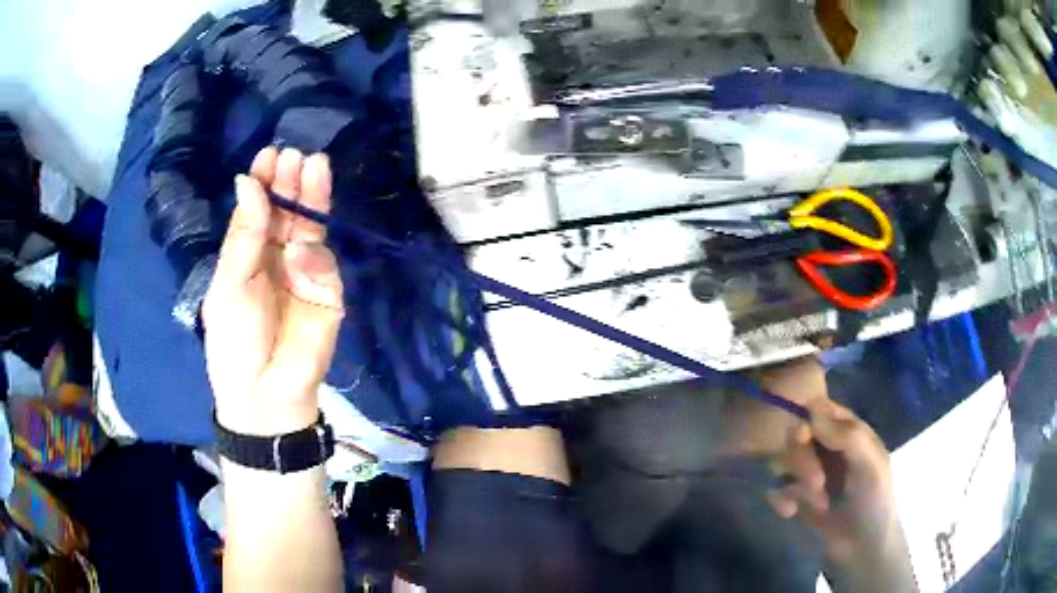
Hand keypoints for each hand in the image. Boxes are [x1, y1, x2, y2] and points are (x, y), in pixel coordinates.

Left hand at [203, 147, 343, 435]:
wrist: (267, 393)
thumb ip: (243, 234)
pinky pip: (324, 265)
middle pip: (287, 212)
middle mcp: (276, 256)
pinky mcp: (329, 293)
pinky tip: (302, 250)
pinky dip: (314, 255)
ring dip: (312, 199)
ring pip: (311, 228)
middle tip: (295, 155)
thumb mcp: (229, 285)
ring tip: (314, 166)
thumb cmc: (235, 341)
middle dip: (290, 183)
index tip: (268, 154)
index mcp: (248, 254)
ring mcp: (305, 273)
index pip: (258, 210)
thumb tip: (247, 181)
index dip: (263, 182)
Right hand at [767, 398, 915, 591]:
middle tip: (816, 484)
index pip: (819, 409)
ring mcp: (809, 473)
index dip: (808, 419)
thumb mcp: (871, 465)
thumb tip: (811, 410)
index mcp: (848, 432)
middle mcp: (826, 447)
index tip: (805, 437)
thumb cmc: (875, 501)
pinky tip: (790, 512)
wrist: (862, 549)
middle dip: (802, 461)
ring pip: (784, 460)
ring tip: (815, 504)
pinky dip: (780, 499)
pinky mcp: (795, 498)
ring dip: (796, 483)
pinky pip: (775, 488)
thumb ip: (848, 436)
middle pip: (797, 435)